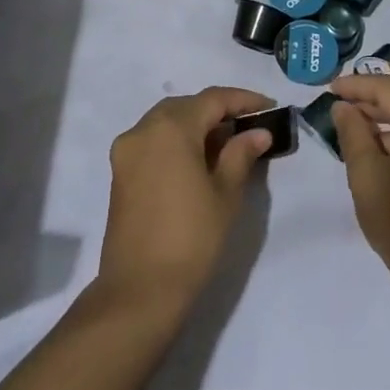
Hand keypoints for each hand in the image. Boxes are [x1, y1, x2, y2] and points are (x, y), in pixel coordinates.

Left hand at [99, 86, 274, 309]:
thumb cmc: (191, 238)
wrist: (140, 290)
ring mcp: (126, 150)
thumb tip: (257, 133)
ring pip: (167, 121)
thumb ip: (241, 154)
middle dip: (218, 110)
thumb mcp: (225, 193)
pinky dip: (177, 140)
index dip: (243, 100)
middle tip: (249, 126)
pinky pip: (153, 140)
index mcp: (171, 127)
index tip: (269, 108)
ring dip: (196, 124)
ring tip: (227, 144)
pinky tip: (199, 159)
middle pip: (187, 105)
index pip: (213, 99)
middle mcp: (143, 129)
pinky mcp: (120, 171)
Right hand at [329, 73, 389, 300]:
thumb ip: (352, 132)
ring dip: (387, 129)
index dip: (356, 86)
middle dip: (371, 107)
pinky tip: (384, 162)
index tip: (329, 89)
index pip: (387, 89)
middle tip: (340, 111)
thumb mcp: (366, 173)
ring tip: (357, 139)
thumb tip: (344, 107)